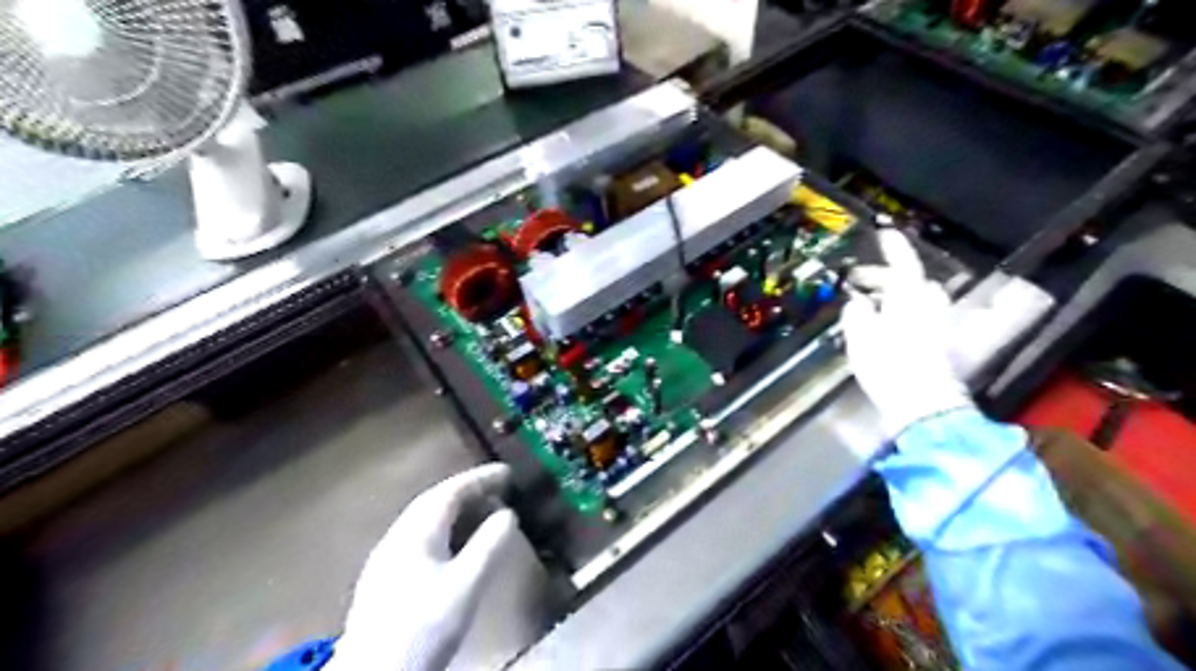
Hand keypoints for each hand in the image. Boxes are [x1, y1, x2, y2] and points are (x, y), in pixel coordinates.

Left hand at [328, 464, 516, 670]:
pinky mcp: (383, 579)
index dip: (481, 478)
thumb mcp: (466, 585)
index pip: (451, 491)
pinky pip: (419, 537)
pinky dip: (444, 529)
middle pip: (434, 501)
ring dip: (455, 510)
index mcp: (417, 532)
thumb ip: (489, 546)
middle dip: (468, 490)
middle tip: (498, 488)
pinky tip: (454, 546)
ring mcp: (386, 558)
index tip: (507, 471)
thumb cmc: (424, 627)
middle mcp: (398, 536)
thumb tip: (508, 514)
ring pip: (424, 520)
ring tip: (482, 512)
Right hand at [839, 230, 969, 439]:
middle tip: (857, 283)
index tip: (884, 233)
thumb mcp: (860, 336)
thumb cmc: (887, 365)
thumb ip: (857, 312)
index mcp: (909, 297)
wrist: (920, 403)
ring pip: (915, 298)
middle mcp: (928, 305)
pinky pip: (918, 315)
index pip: (904, 263)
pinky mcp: (937, 342)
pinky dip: (900, 312)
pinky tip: (882, 325)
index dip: (894, 247)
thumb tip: (857, 302)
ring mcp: (936, 324)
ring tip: (867, 305)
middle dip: (884, 278)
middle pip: (909, 281)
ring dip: (893, 295)